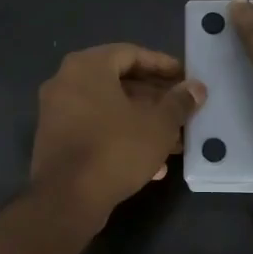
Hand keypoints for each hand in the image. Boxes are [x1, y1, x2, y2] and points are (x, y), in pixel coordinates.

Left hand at [30, 44, 205, 216]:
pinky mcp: (55, 140)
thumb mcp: (158, 125)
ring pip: (109, 109)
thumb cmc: (115, 150)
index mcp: (87, 66)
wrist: (66, 199)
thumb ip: (179, 103)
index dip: (162, 65)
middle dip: (155, 99)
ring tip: (174, 142)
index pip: (131, 53)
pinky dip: (121, 138)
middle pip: (119, 82)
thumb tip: (196, 88)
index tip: (185, 77)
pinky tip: (151, 165)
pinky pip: (95, 129)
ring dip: (142, 122)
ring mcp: (57, 112)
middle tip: (182, 110)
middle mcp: (66, 82)